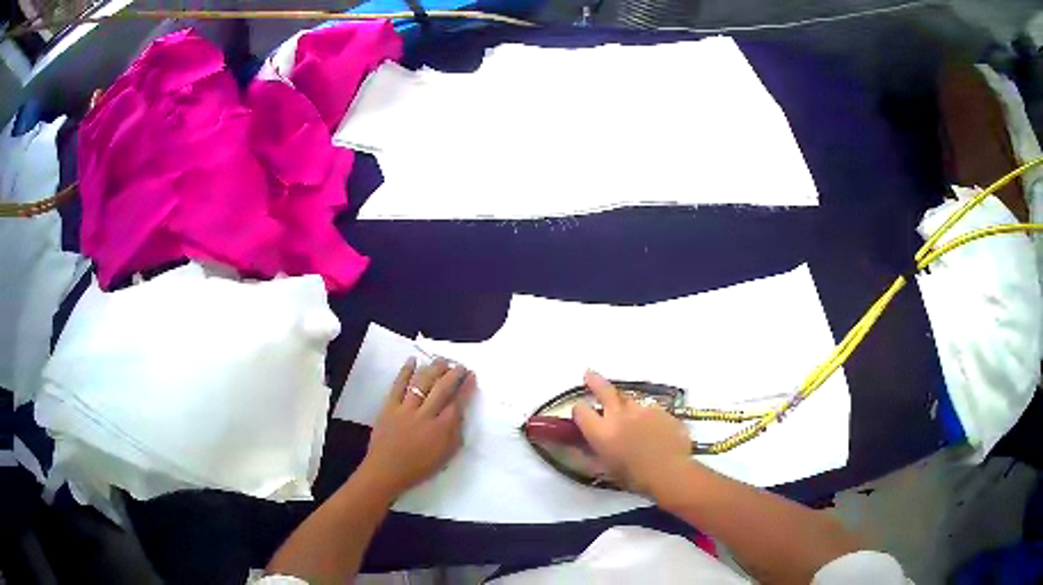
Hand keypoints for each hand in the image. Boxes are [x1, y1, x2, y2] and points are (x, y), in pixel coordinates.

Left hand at [361, 358, 476, 497]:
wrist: (386, 471)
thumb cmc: (419, 468)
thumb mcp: (445, 456)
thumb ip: (455, 434)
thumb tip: (461, 414)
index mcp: (441, 429)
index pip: (457, 402)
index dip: (466, 387)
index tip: (471, 375)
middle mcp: (425, 415)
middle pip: (441, 388)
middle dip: (453, 374)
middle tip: (460, 365)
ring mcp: (405, 409)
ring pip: (422, 383)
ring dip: (433, 368)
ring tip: (442, 360)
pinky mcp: (389, 407)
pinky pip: (398, 385)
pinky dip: (405, 371)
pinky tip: (412, 360)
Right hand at [572, 371, 692, 495]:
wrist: (670, 472)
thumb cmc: (634, 478)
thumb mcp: (606, 470)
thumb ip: (591, 456)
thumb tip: (582, 448)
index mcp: (601, 431)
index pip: (580, 411)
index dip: (578, 410)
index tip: (580, 411)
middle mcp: (619, 415)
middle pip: (604, 390)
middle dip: (594, 381)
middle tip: (589, 374)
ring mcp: (642, 410)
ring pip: (630, 400)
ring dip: (625, 404)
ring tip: (629, 416)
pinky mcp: (662, 411)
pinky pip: (650, 410)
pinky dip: (647, 416)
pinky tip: (652, 429)